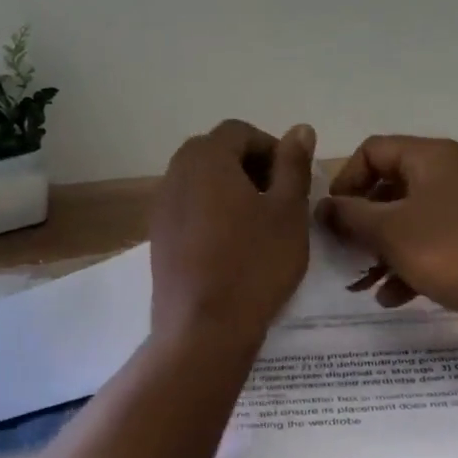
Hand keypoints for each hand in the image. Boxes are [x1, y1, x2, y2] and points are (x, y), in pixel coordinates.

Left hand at [150, 119, 315, 344]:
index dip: (271, 148)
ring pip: (200, 181)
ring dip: (230, 189)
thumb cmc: (254, 264)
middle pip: (215, 152)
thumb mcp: (288, 212)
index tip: (292, 180)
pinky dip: (211, 212)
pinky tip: (232, 246)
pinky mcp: (158, 237)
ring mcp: (161, 206)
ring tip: (258, 224)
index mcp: (206, 158)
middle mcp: (176, 173)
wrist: (203, 328)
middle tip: (278, 199)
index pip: (239, 131)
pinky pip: (188, 208)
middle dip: (249, 167)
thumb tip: (299, 129)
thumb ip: (293, 165)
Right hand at [318, 135, 457, 325]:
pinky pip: (434, 240)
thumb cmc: (453, 249)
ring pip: (411, 219)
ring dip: (382, 250)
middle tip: (344, 252)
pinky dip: (411, 262)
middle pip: (390, 187)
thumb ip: (350, 216)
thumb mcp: (391, 232)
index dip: (344, 181)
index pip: (371, 151)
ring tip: (364, 284)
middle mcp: (450, 171)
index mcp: (429, 157)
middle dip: (362, 224)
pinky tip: (394, 296)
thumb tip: (322, 206)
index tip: (332, 217)